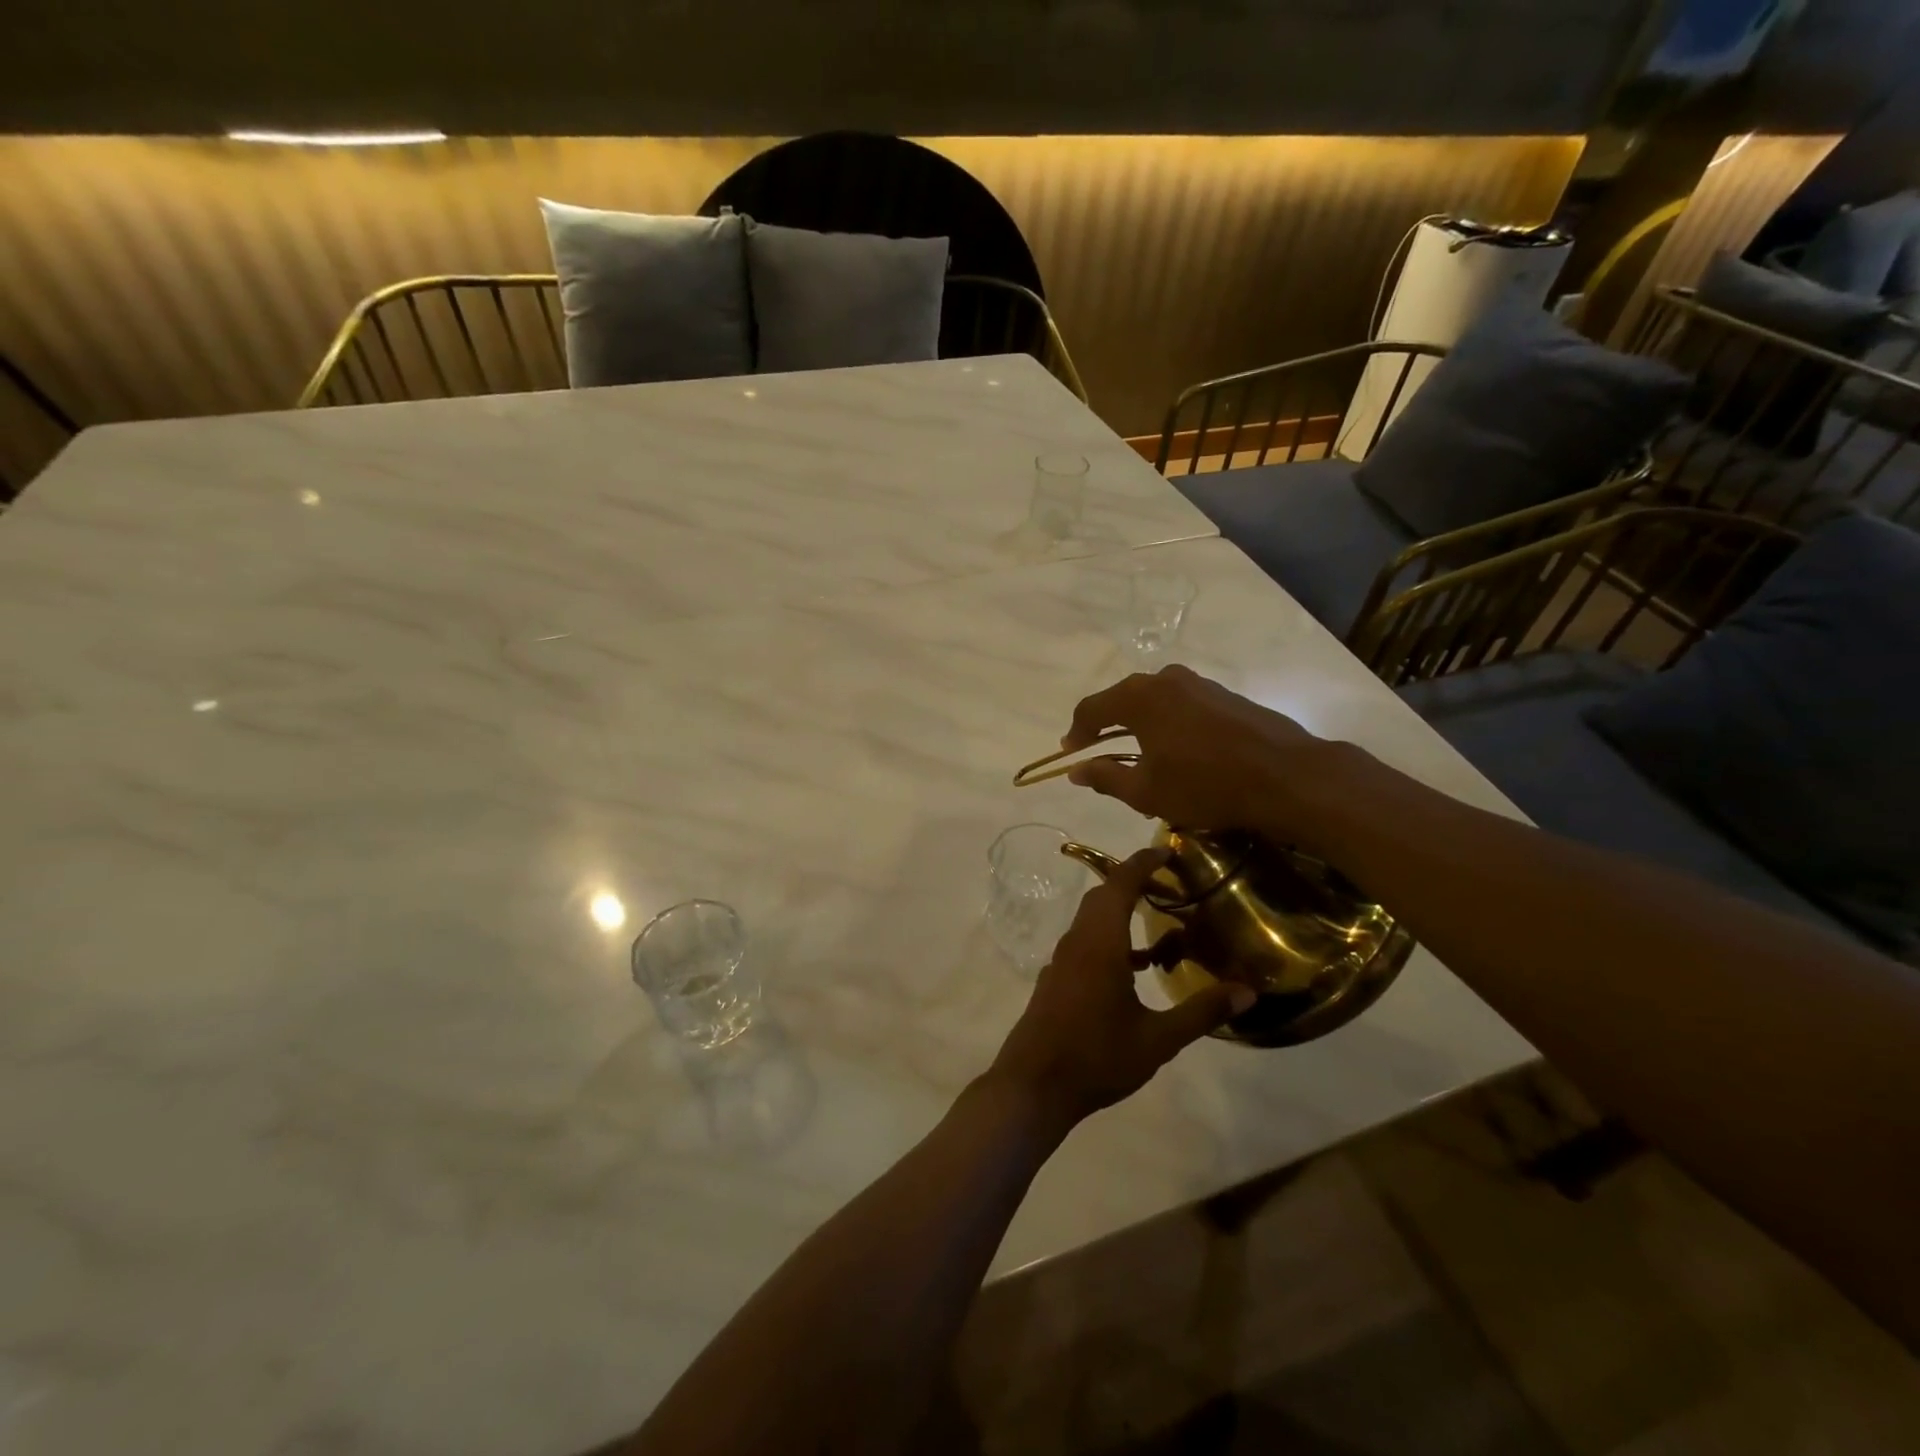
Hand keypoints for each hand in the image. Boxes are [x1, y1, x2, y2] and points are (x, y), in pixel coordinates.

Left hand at [987, 847, 1255, 1129]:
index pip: (1119, 885)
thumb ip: (1201, 1012)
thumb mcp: (1158, 1039)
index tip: (1166, 850)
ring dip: (1120, 913)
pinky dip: (1109, 940)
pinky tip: (1134, 969)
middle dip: (1132, 883)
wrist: (1033, 1086)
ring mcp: (1062, 962)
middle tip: (1168, 885)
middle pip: (1102, 897)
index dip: (1141, 863)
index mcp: (1099, 944)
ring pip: (1091, 921)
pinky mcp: (1056, 981)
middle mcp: (1077, 943)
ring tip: (1158, 926)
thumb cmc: (1097, 1057)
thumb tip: (1247, 991)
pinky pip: (1084, 944)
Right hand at [1062, 664, 1317, 833]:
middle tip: (1098, 751)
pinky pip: (1181, 705)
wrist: (1286, 775)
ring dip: (1139, 723)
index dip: (1076, 732)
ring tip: (1137, 752)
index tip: (1070, 753)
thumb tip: (1076, 770)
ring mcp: (1198, 683)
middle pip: (1122, 699)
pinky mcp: (1224, 694)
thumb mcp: (1146, 791)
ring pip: (1154, 700)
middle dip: (1107, 725)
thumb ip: (1105, 777)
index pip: (1091, 708)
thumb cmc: (1205, 784)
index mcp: (1138, 697)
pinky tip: (1176, 748)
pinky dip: (1168, 723)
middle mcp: (1165, 679)